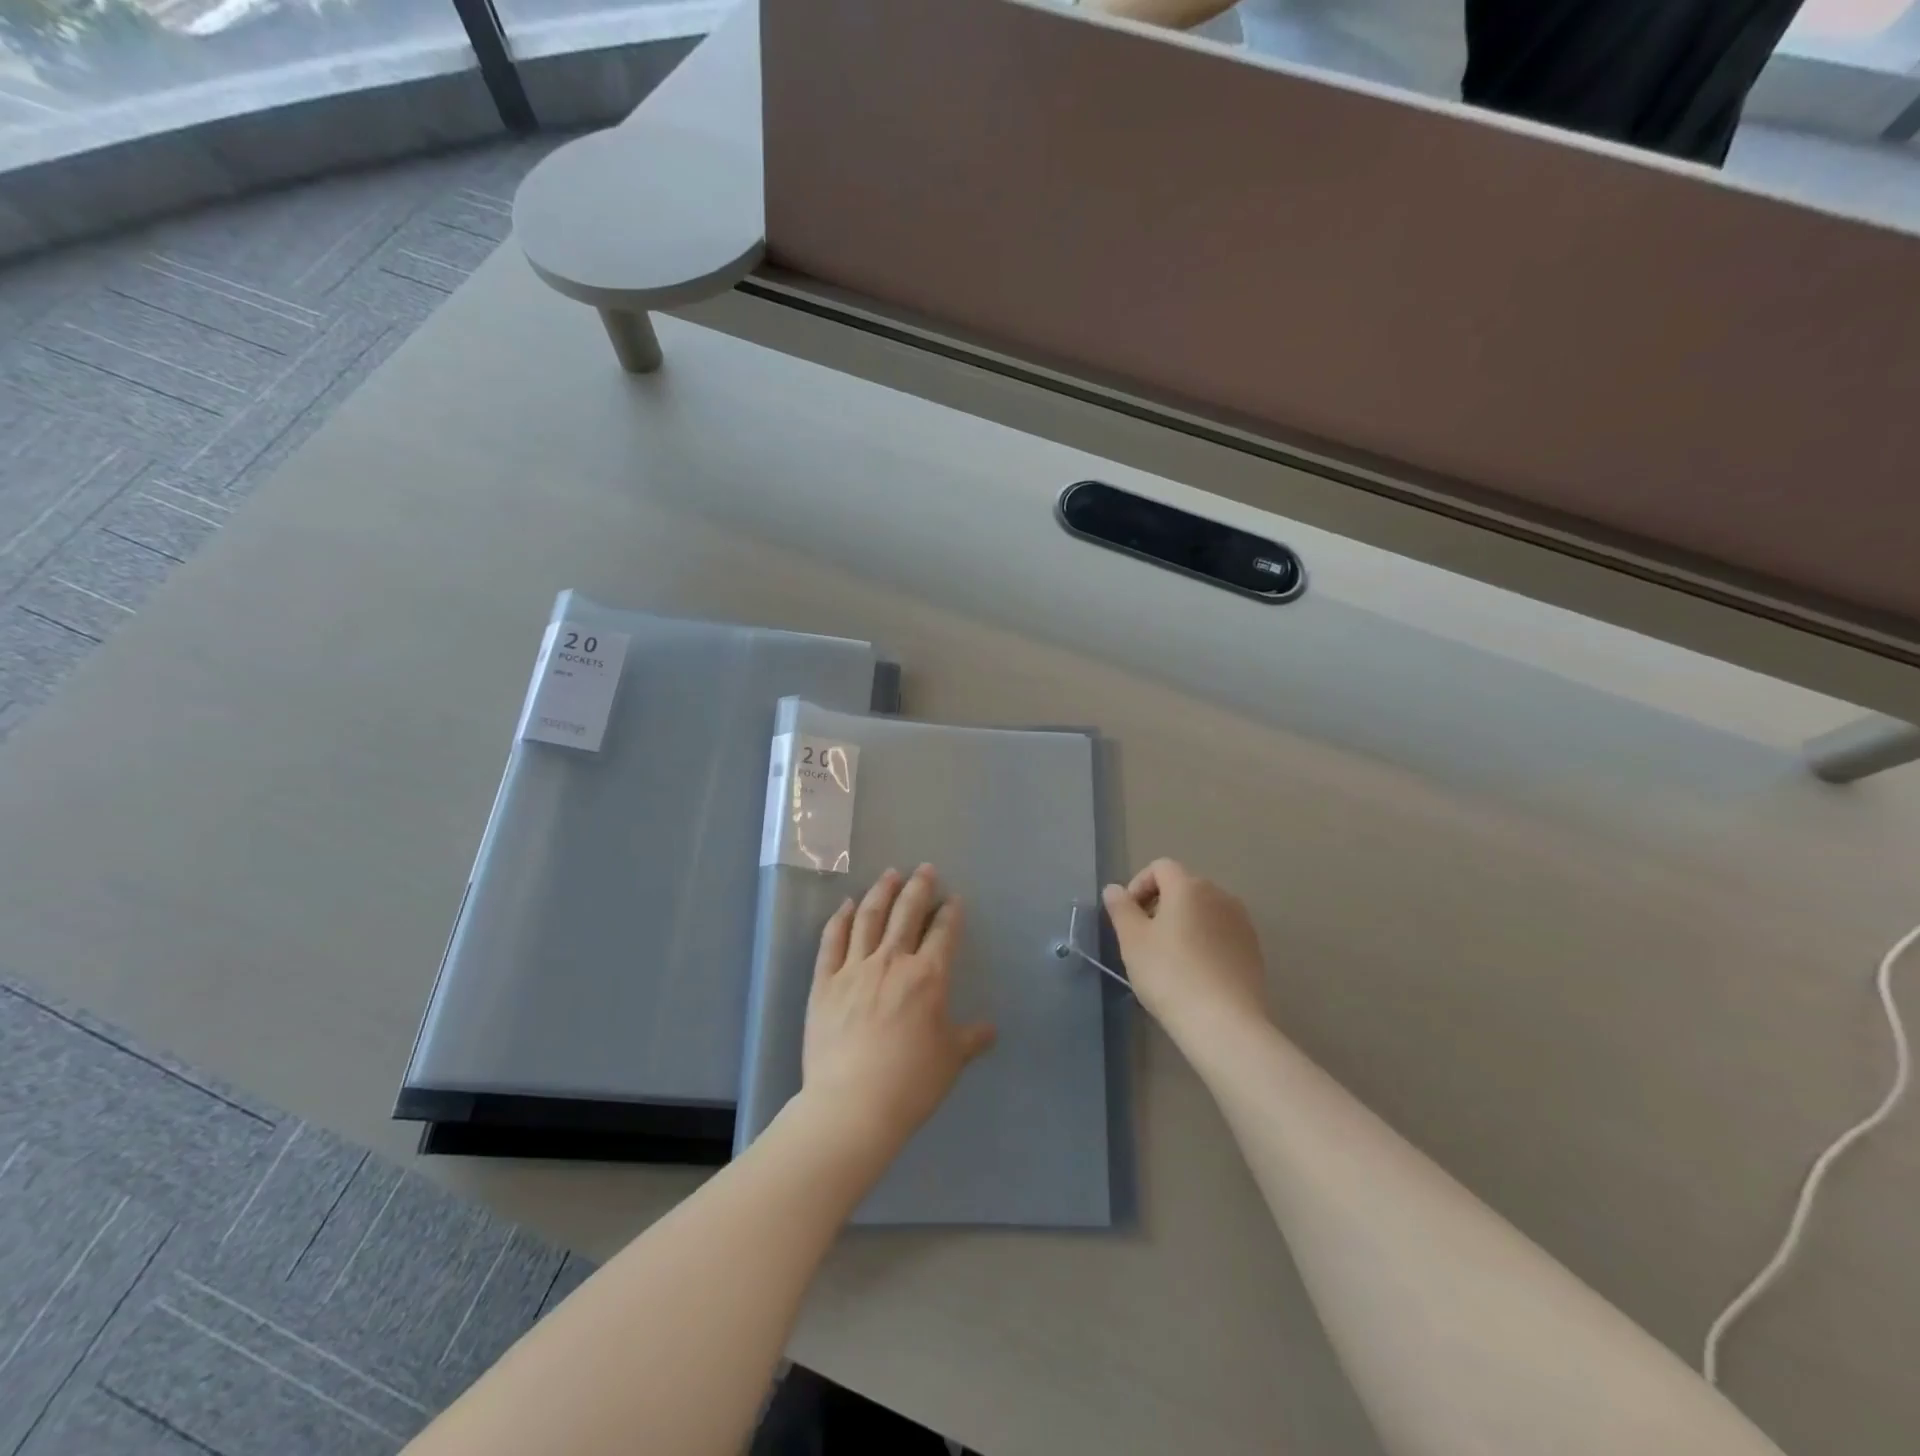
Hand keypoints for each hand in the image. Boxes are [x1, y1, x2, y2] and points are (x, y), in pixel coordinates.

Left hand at [801, 865, 996, 1157]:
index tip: (954, 898)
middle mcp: (892, 962)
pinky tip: (847, 905)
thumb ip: (971, 1038)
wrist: (852, 1105)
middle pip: (906, 913)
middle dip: (918, 887)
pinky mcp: (824, 982)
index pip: (943, 932)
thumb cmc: (910, 1083)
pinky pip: (832, 940)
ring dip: (881, 892)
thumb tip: (991, 1029)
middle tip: (924, 869)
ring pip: (869, 917)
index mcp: (928, 977)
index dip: (950, 912)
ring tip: (889, 874)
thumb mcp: (950, 1060)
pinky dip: (841, 918)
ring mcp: (854, 968)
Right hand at [1102, 859, 1269, 1039]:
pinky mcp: (1254, 949)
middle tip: (1144, 938)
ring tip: (1170, 957)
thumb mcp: (1132, 940)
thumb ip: (1121, 908)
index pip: (1160, 867)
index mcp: (1188, 887)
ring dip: (1184, 922)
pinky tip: (1196, 972)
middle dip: (1160, 904)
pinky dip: (1205, 941)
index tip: (1128, 916)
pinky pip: (1221, 932)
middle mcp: (1219, 895)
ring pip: (1204, 910)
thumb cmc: (1170, 974)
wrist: (1224, 1023)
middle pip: (1184, 887)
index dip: (1139, 885)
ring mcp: (1241, 922)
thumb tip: (1114, 889)